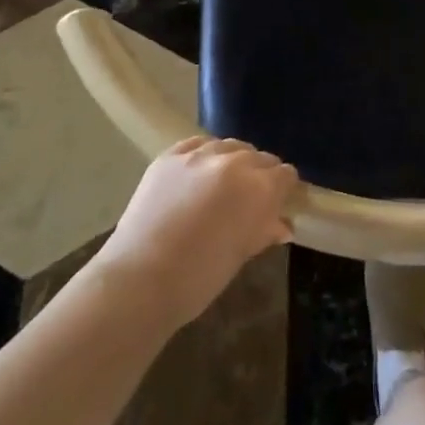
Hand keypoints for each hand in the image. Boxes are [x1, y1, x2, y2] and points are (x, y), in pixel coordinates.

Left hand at [93, 138, 298, 331]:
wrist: (138, 280)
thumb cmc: (198, 278)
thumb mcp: (240, 256)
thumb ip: (263, 231)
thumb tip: (282, 225)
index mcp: (260, 189)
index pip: (285, 175)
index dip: (283, 190)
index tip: (276, 204)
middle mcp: (235, 162)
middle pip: (260, 157)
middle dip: (260, 175)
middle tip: (248, 199)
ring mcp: (200, 154)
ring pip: (231, 146)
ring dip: (233, 162)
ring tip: (221, 185)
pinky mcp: (171, 155)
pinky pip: (198, 144)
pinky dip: (204, 157)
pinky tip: (197, 175)